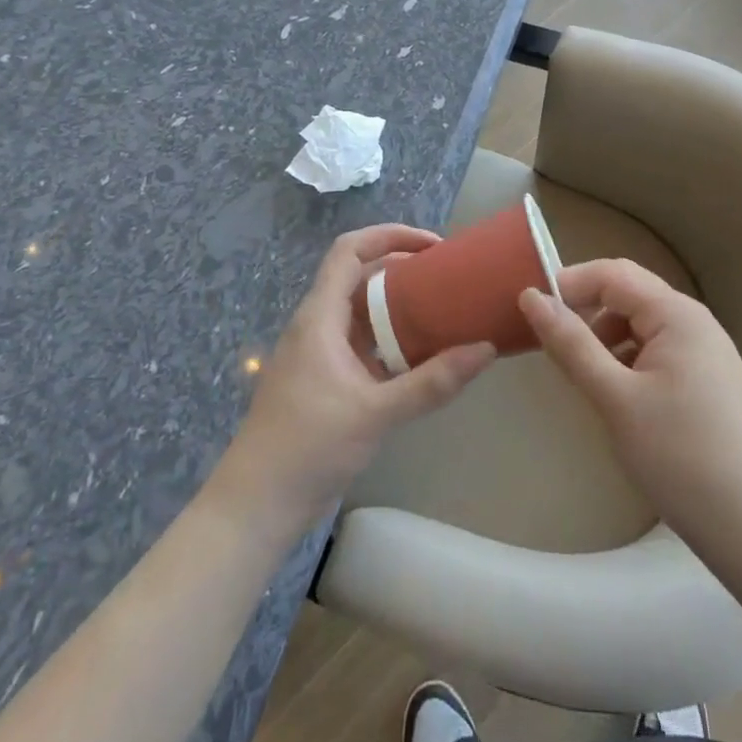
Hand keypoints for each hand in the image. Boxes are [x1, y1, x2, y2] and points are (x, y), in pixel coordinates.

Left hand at [206, 225, 496, 544]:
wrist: (256, 506)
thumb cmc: (308, 448)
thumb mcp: (376, 413)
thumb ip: (431, 382)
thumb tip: (485, 349)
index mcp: (320, 316)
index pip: (350, 250)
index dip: (390, 235)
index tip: (433, 245)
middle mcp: (317, 325)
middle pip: (360, 276)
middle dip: (403, 268)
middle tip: (448, 277)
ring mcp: (320, 353)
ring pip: (362, 311)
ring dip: (399, 304)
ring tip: (443, 309)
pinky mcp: (325, 379)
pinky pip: (363, 342)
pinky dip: (392, 337)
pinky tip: (422, 355)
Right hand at [521, 259, 741, 541]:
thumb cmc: (680, 455)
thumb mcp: (615, 398)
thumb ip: (571, 345)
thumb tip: (531, 297)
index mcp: (676, 314)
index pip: (613, 274)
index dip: (570, 284)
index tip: (531, 311)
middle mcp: (694, 321)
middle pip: (629, 295)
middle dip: (587, 311)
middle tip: (551, 344)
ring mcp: (705, 351)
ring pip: (641, 325)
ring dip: (606, 337)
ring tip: (583, 375)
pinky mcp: (707, 380)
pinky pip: (657, 350)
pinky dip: (628, 360)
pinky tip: (617, 396)